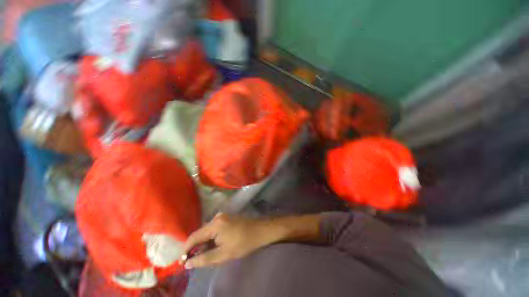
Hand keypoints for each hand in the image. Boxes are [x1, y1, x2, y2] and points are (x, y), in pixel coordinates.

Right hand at [180, 213, 279, 268]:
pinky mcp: (227, 218)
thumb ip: (204, 259)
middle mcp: (216, 217)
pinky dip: (212, 239)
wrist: (260, 231)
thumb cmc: (243, 243)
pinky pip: (214, 230)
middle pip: (200, 234)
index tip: (182, 262)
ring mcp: (222, 217)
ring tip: (207, 256)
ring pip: (207, 232)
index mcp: (214, 224)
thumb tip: (187, 263)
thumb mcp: (223, 254)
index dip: (186, 250)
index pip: (193, 237)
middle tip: (196, 262)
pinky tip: (215, 247)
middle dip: (196, 248)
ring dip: (205, 244)